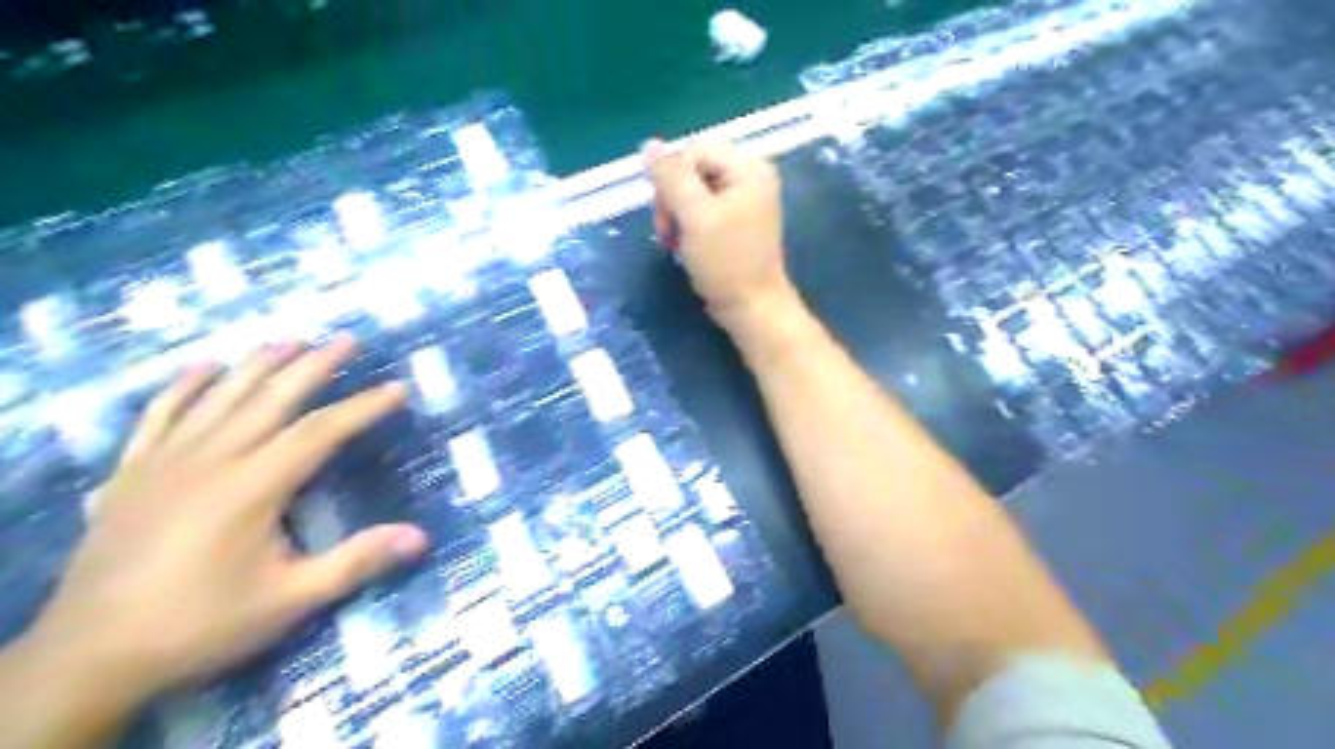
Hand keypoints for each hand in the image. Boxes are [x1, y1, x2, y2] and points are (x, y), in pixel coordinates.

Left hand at [25, 336, 425, 705]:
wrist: (86, 659)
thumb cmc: (200, 625)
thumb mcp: (289, 600)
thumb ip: (355, 562)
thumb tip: (420, 537)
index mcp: (251, 487)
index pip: (320, 432)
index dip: (363, 407)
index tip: (398, 388)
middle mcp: (209, 460)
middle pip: (270, 398)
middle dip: (313, 366)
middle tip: (347, 338)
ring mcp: (163, 462)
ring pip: (218, 396)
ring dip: (257, 364)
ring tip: (288, 338)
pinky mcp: (130, 474)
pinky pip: (159, 415)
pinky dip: (183, 387)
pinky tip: (202, 367)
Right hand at [645, 141, 797, 327]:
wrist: (751, 308)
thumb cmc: (726, 262)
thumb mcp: (695, 216)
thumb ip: (671, 178)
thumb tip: (648, 145)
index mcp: (748, 168)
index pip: (693, 151)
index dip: (672, 179)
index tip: (667, 216)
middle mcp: (750, 177)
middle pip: (692, 170)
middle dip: (673, 200)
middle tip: (669, 233)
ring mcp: (744, 201)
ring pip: (692, 192)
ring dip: (676, 216)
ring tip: (675, 243)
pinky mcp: (735, 222)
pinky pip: (702, 210)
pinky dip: (688, 226)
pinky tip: (685, 246)